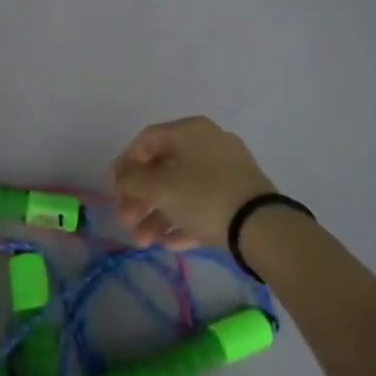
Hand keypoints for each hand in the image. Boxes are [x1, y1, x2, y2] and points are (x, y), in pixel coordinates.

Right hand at [112, 116, 275, 249]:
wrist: (263, 227)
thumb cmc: (204, 196)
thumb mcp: (160, 188)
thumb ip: (132, 179)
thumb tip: (120, 173)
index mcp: (190, 131)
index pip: (146, 141)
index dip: (124, 164)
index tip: (112, 190)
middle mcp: (209, 143)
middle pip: (163, 168)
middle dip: (140, 199)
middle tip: (127, 223)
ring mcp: (228, 170)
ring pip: (183, 189)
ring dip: (158, 215)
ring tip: (144, 243)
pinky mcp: (240, 196)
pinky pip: (204, 204)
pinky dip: (184, 220)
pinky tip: (170, 244)